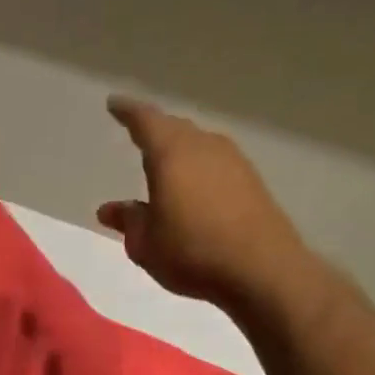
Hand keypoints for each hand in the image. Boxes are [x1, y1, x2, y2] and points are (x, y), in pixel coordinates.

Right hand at [97, 96, 311, 308]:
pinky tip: (193, 187)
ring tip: (164, 163)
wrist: (262, 270)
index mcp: (171, 154)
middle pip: (175, 128)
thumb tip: (111, 208)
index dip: (127, 112)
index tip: (114, 104)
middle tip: (138, 133)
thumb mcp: (145, 243)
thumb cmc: (192, 252)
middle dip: (155, 130)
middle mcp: (204, 147)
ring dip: (179, 150)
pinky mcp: (252, 182)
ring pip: (198, 145)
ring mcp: (233, 162)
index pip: (145, 121)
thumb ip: (128, 220)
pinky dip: (198, 168)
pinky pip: (215, 163)